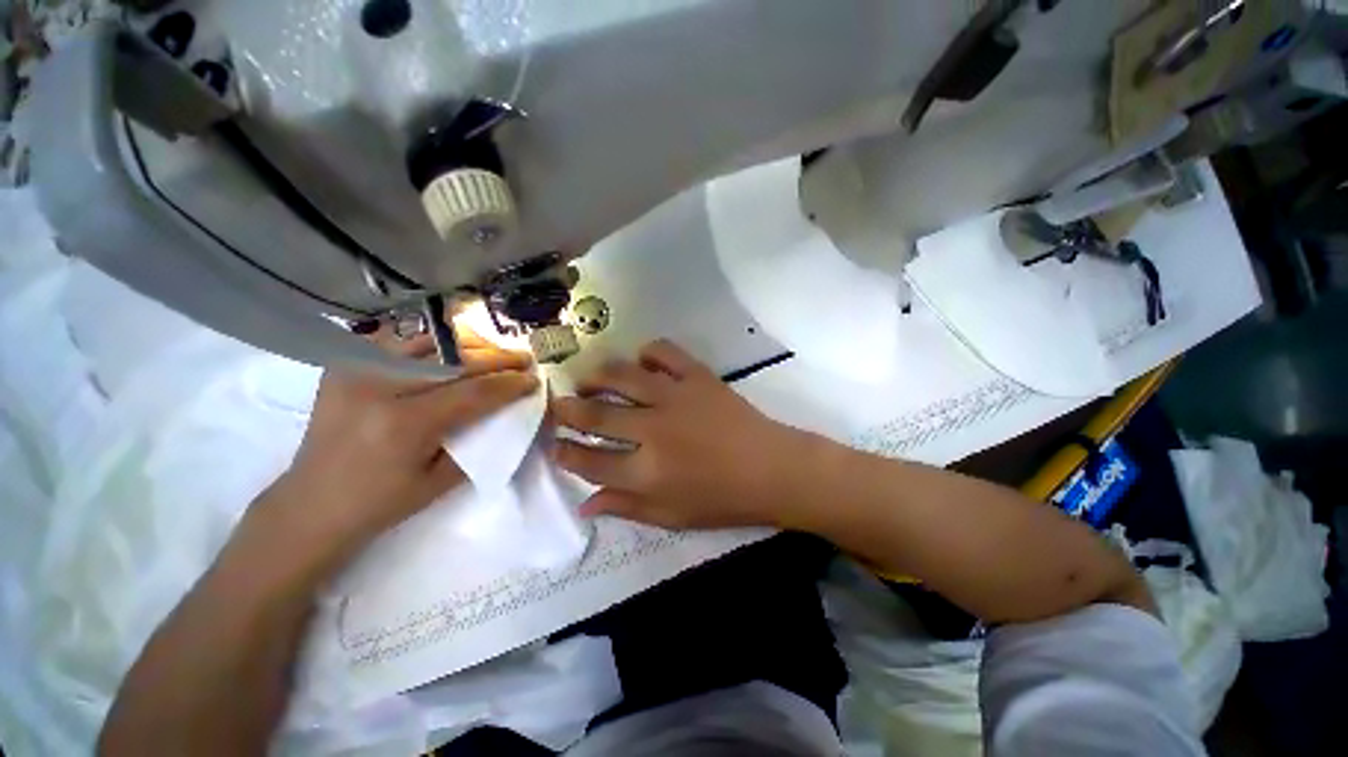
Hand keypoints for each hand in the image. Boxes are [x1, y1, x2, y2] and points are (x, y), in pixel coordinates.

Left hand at [272, 325, 537, 552]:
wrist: (310, 504)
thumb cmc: (380, 503)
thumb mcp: (441, 481)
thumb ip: (478, 440)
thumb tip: (509, 412)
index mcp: (404, 423)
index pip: (474, 391)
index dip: (510, 384)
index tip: (534, 379)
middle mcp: (379, 387)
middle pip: (455, 360)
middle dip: (498, 357)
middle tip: (524, 358)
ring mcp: (356, 370)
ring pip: (428, 341)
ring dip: (469, 344)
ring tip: (494, 350)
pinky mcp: (344, 366)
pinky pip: (398, 342)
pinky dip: (432, 343)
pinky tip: (452, 351)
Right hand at [550, 340, 810, 529]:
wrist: (772, 469)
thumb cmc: (723, 500)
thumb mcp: (672, 516)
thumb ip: (626, 507)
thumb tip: (584, 504)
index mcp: (647, 472)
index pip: (590, 461)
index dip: (566, 453)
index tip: (555, 445)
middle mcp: (654, 430)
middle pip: (597, 414)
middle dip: (569, 409)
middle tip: (559, 404)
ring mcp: (676, 397)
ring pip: (622, 376)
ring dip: (597, 375)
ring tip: (589, 380)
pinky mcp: (698, 376)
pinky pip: (665, 352)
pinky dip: (648, 352)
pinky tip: (642, 362)